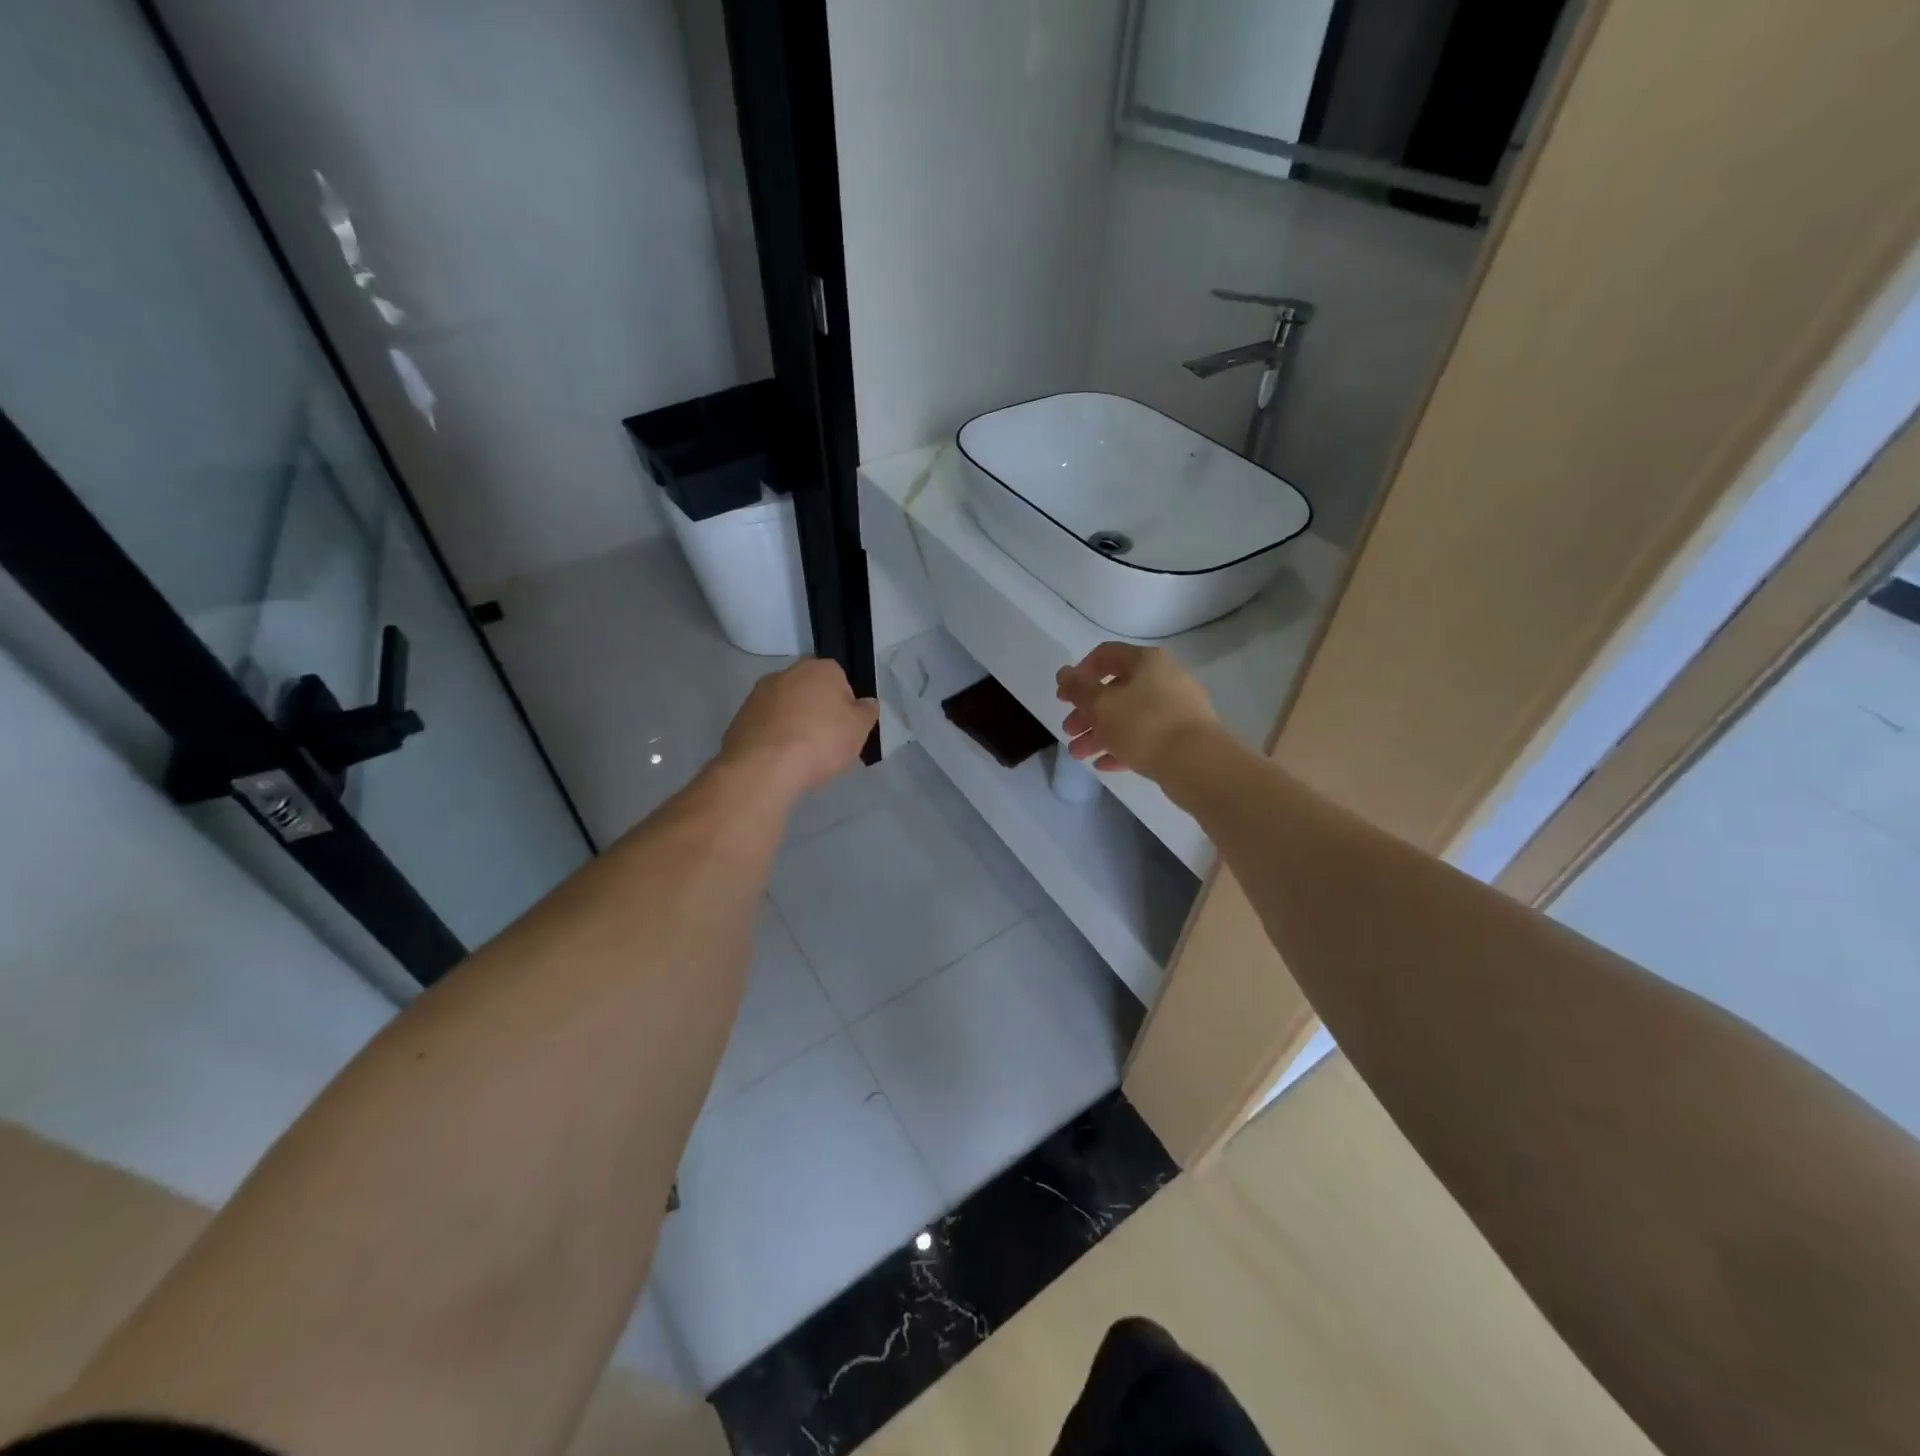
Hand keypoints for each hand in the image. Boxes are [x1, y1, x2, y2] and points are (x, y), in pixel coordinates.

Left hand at [720, 658, 877, 794]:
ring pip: (786, 707)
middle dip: (817, 712)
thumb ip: (867, 712)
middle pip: (810, 691)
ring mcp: (758, 693)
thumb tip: (867, 703)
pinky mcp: (740, 717)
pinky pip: (766, 725)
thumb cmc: (821, 741)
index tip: (845, 730)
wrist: (764, 767)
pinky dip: (773, 737)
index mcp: (820, 668)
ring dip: (793, 723)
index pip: (840, 680)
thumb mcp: (859, 729)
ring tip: (800, 755)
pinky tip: (779, 759)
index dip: (845, 706)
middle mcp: (787, 672)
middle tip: (825, 742)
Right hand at [1055, 643, 1220, 781]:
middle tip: (1070, 731)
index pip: (1105, 655)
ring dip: (1100, 733)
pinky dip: (1123, 746)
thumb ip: (1078, 688)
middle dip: (1087, 712)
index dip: (1079, 674)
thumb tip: (1064, 673)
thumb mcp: (1101, 705)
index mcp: (1145, 661)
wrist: (1197, 763)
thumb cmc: (1143, 725)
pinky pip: (1146, 736)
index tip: (1063, 698)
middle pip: (1116, 689)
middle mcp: (1164, 677)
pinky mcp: (1183, 735)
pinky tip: (1104, 764)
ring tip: (1080, 754)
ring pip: (1129, 715)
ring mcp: (1177, 707)